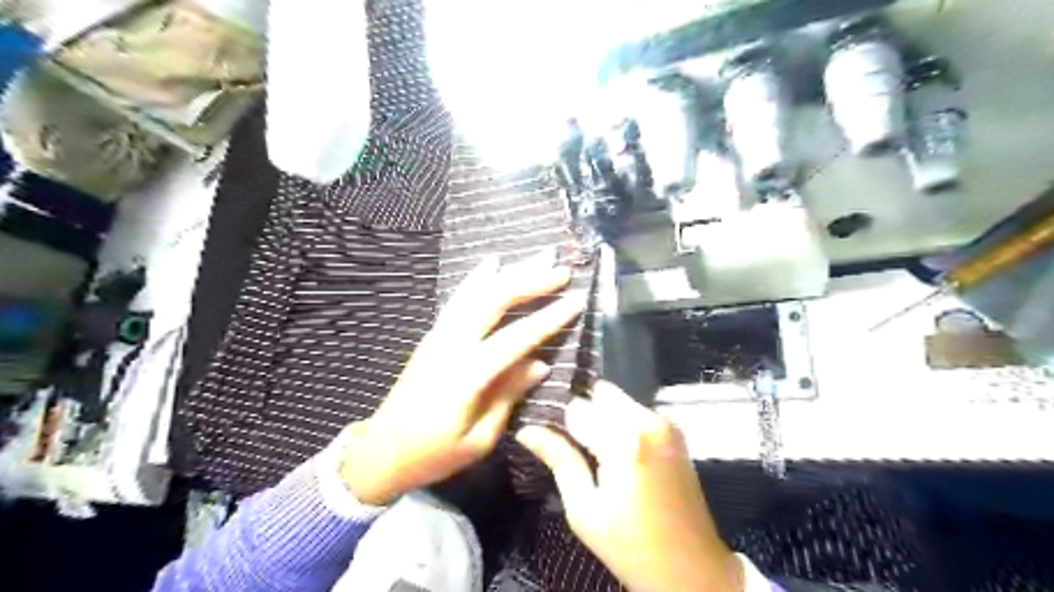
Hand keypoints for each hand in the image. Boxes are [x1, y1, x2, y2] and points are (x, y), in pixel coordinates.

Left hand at [340, 253, 584, 505]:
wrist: (380, 452)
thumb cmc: (432, 455)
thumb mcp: (478, 439)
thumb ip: (508, 395)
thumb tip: (540, 364)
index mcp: (466, 376)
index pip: (515, 338)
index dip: (549, 318)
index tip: (577, 299)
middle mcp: (450, 345)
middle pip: (493, 301)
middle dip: (530, 281)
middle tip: (561, 269)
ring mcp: (438, 336)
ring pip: (476, 293)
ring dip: (509, 272)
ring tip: (537, 256)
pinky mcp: (432, 336)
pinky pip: (458, 299)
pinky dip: (477, 278)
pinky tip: (491, 263)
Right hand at [518, 382, 739, 588]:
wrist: (692, 566)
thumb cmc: (631, 546)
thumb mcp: (584, 510)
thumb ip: (559, 460)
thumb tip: (526, 430)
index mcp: (624, 441)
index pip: (576, 407)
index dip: (559, 420)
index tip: (548, 436)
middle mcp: (648, 420)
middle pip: (599, 393)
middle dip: (583, 412)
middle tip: (572, 443)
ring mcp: (665, 422)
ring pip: (617, 398)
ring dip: (601, 415)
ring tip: (594, 451)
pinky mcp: (674, 429)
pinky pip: (634, 410)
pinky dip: (620, 421)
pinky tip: (615, 452)